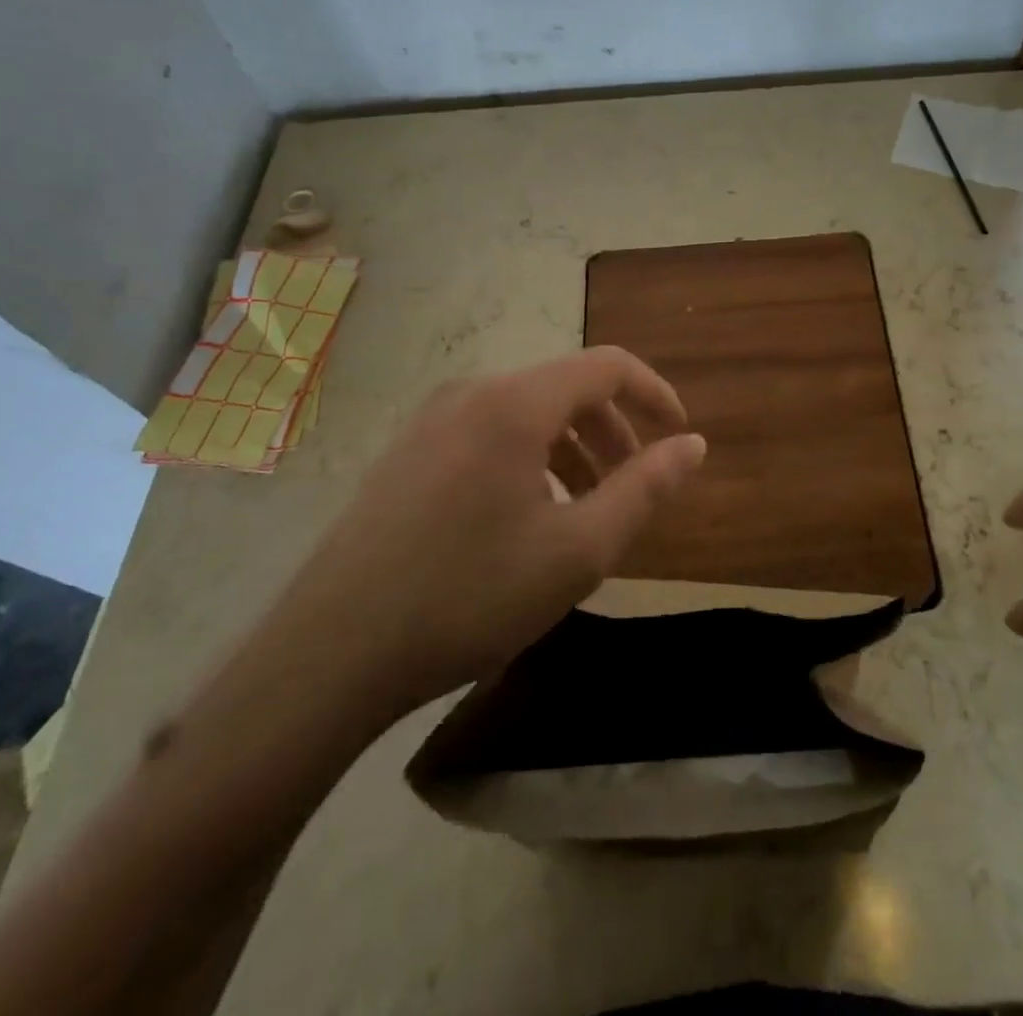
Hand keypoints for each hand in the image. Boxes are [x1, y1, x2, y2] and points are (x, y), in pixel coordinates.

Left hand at [261, 347, 705, 731]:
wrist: (329, 656)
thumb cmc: (469, 596)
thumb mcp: (579, 550)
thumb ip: (646, 489)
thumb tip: (693, 446)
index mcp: (515, 403)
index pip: (608, 366)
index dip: (655, 394)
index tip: (680, 437)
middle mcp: (471, 393)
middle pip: (567, 388)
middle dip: (613, 432)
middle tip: (632, 489)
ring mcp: (430, 421)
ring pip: (527, 413)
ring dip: (572, 449)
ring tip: (585, 510)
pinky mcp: (406, 453)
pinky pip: (489, 434)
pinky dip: (530, 460)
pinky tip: (526, 519)